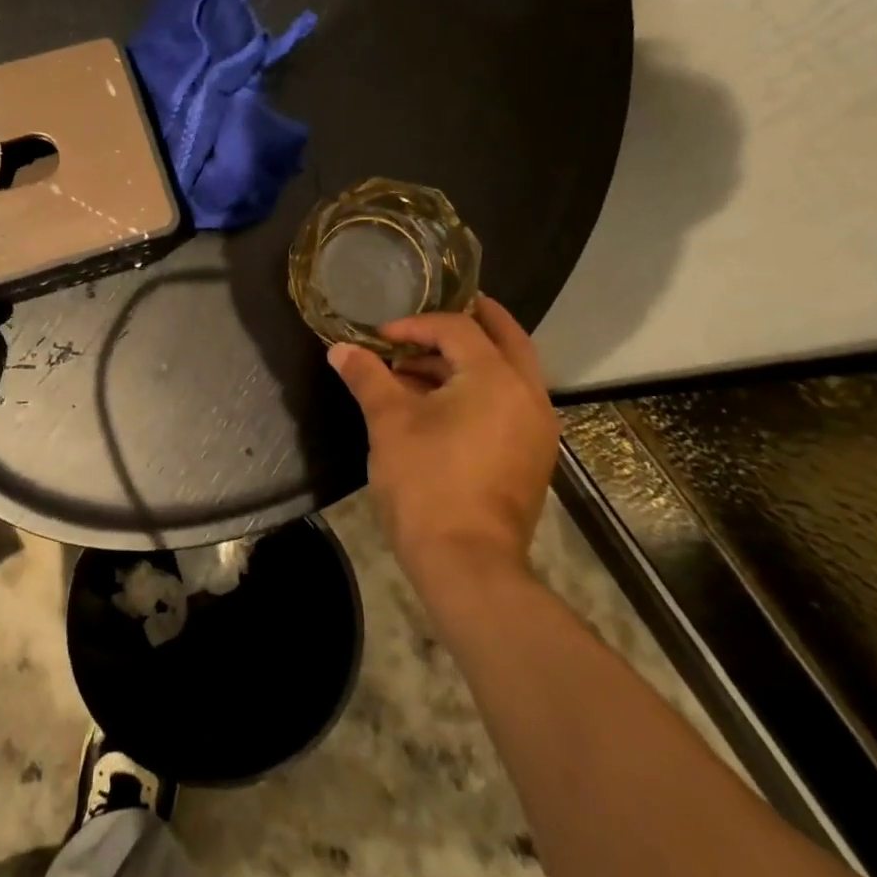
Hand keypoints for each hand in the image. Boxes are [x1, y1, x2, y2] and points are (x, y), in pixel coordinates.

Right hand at [328, 297, 559, 577]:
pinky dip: (478, 389)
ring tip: (417, 368)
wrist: (466, 561)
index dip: (414, 325)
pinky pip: (508, 402)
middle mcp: (528, 395)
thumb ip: (366, 377)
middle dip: (468, 321)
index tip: (379, 338)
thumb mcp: (388, 422)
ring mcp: (536, 428)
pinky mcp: (531, 455)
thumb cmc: (426, 481)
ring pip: (507, 373)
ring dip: (467, 360)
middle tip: (432, 315)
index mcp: (496, 378)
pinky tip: (438, 404)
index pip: (457, 329)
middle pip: (504, 339)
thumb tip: (340, 349)